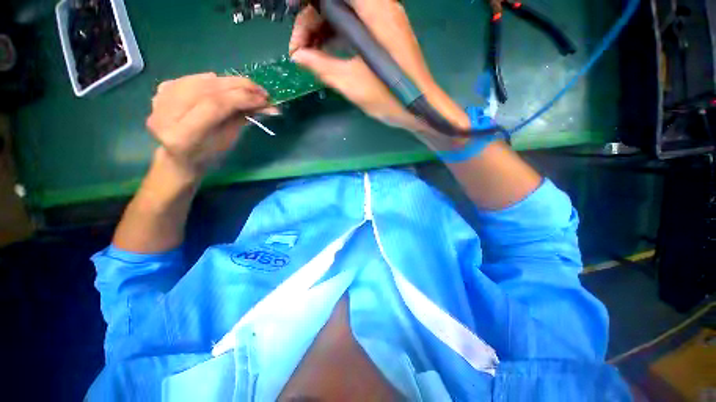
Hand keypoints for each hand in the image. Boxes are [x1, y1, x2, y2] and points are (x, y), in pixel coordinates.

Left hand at [146, 73, 276, 178]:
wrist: (181, 157)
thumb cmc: (209, 156)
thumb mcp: (228, 141)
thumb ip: (242, 118)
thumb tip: (265, 105)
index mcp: (182, 136)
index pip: (214, 105)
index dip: (241, 98)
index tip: (264, 99)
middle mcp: (165, 116)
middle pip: (206, 89)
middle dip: (238, 86)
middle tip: (260, 90)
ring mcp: (159, 101)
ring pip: (199, 81)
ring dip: (227, 81)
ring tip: (247, 86)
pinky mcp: (160, 92)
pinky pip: (190, 79)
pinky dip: (209, 79)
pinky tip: (222, 83)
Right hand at [289, 0, 469, 130]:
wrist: (419, 108)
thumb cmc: (390, 97)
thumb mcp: (353, 84)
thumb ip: (323, 66)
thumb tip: (298, 57)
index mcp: (374, 11)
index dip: (309, 6)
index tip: (297, 34)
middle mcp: (380, 6)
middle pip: (337, 2)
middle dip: (312, 22)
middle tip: (300, 51)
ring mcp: (384, 19)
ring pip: (344, 13)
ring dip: (323, 30)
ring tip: (310, 56)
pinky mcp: (384, 33)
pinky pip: (354, 24)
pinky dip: (337, 36)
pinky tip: (326, 53)